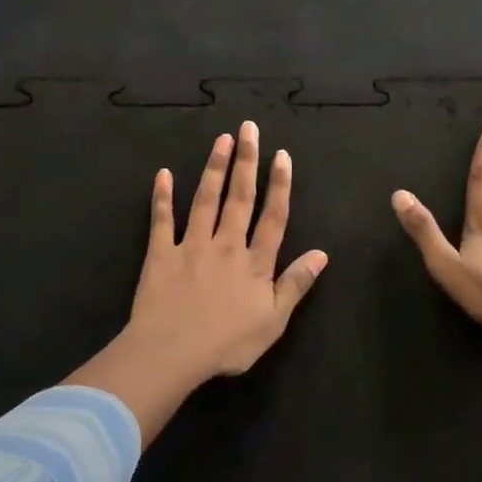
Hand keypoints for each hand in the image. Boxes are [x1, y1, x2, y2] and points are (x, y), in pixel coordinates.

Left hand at [73, 122, 328, 443]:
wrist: (171, 353)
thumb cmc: (227, 344)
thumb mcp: (273, 321)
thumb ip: (295, 284)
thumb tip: (321, 254)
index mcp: (254, 262)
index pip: (273, 217)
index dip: (279, 185)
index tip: (281, 155)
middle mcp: (225, 245)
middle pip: (240, 197)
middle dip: (246, 161)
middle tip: (248, 129)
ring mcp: (191, 246)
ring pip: (205, 200)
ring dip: (214, 168)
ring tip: (220, 139)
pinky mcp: (160, 254)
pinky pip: (162, 220)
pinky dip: (162, 196)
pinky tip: (163, 173)